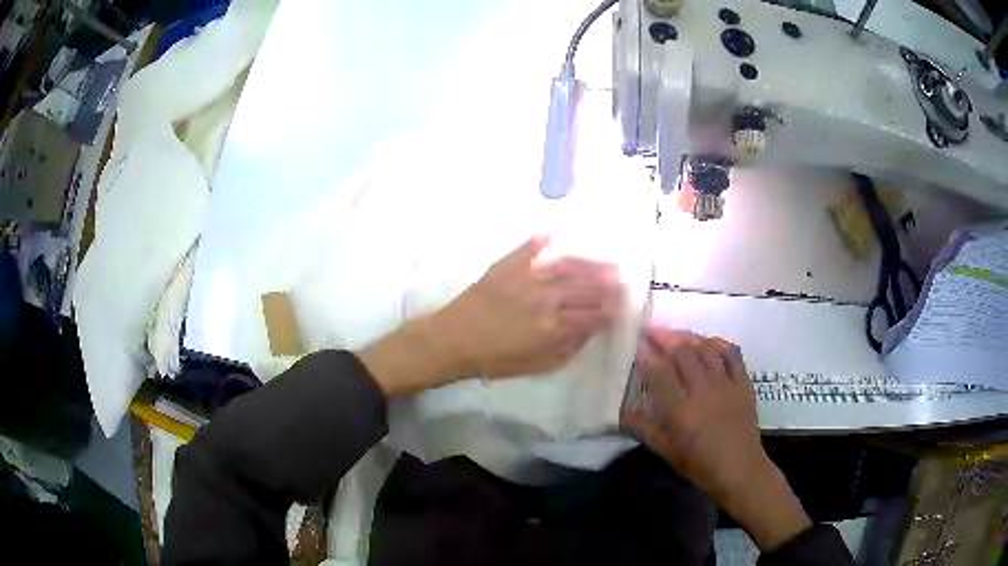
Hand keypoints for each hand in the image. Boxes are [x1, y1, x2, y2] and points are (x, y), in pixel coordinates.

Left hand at [358, 236, 621, 394]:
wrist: (453, 340)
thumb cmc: (494, 359)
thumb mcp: (537, 365)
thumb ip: (568, 348)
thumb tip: (589, 330)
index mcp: (553, 325)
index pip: (592, 313)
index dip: (610, 309)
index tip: (622, 305)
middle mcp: (545, 297)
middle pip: (585, 287)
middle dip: (608, 284)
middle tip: (623, 279)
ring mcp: (526, 276)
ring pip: (567, 265)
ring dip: (590, 263)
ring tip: (608, 261)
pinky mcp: (507, 264)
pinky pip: (532, 247)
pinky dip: (547, 238)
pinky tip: (562, 231)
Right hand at [622, 329, 811, 550]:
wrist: (739, 468)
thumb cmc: (700, 464)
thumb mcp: (667, 451)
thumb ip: (645, 428)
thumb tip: (624, 410)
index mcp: (681, 411)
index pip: (660, 373)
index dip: (647, 355)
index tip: (638, 344)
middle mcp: (703, 391)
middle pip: (684, 353)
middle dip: (665, 337)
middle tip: (652, 331)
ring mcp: (726, 384)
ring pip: (706, 348)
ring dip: (688, 336)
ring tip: (675, 333)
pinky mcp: (743, 382)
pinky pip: (732, 353)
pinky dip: (718, 342)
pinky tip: (708, 341)